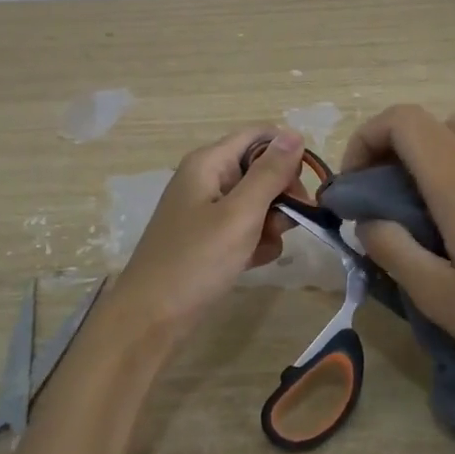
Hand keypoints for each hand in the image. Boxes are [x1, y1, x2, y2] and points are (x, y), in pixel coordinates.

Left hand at [106, 127, 307, 339]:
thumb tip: (294, 134)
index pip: (260, 136)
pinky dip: (255, 242)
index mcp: (209, 162)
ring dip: (271, 223)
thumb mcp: (240, 214)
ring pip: (257, 202)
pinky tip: (254, 262)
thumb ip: (270, 173)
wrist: (151, 320)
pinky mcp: (209, 239)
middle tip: (288, 223)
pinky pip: (244, 228)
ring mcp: (206, 210)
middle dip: (282, 195)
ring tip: (264, 247)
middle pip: (261, 170)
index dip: (287, 155)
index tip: (303, 188)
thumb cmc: (195, 261)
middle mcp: (207, 179)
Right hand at [341, 105, 454, 389]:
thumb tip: (367, 221)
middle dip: (389, 144)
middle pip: (428, 120)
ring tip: (424, 187)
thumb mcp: (439, 299)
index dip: (367, 139)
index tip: (355, 185)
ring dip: (435, 143)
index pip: (404, 122)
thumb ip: (394, 252)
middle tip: (379, 192)